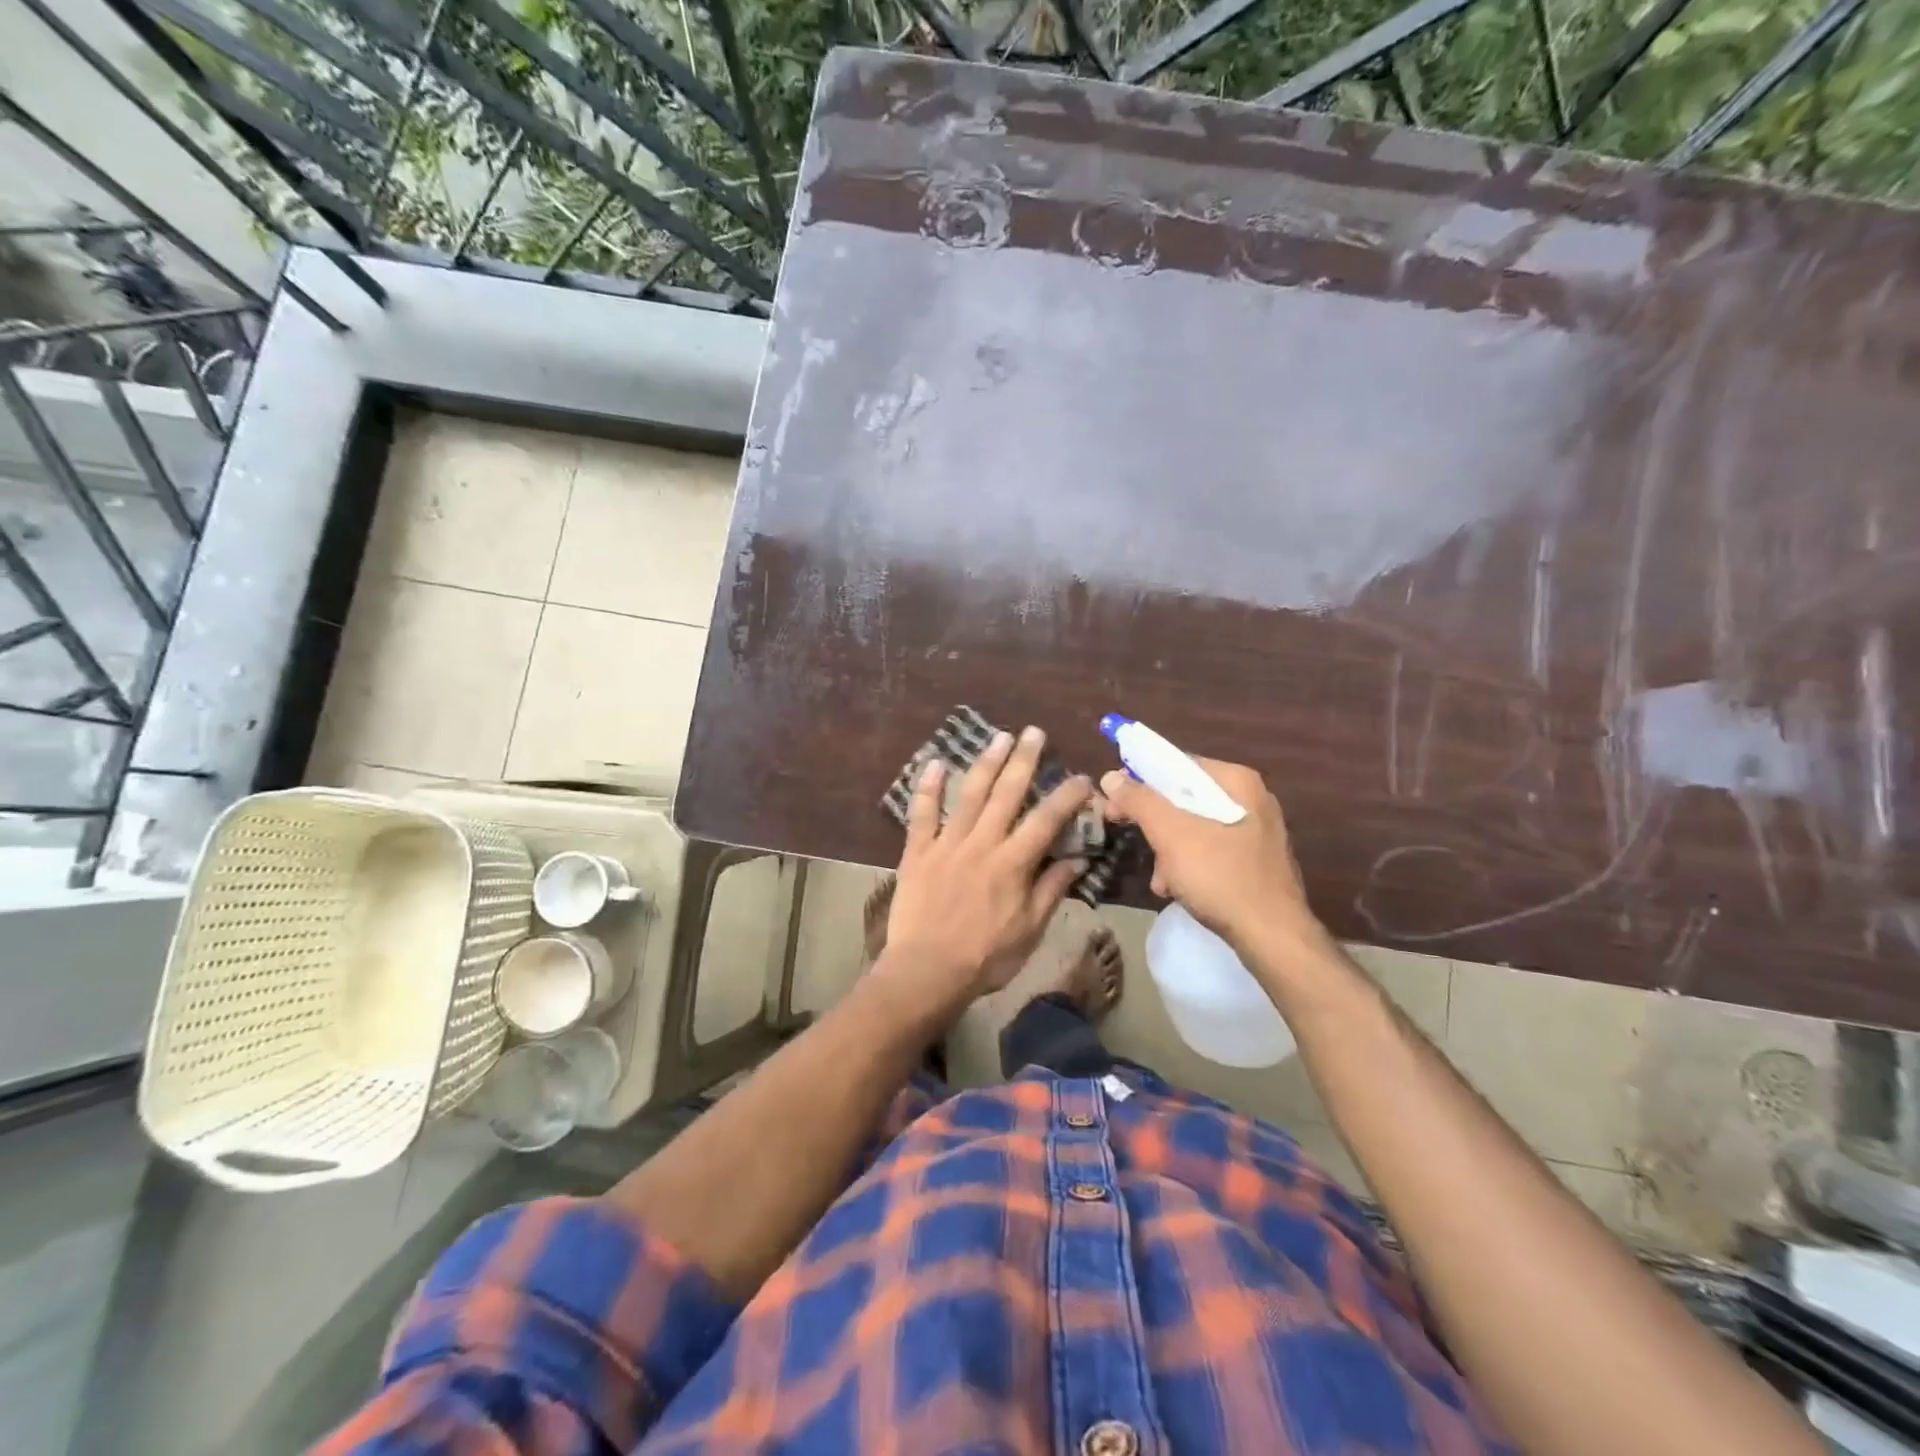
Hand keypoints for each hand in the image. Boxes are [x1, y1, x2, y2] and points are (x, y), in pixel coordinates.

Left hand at [880, 727, 1092, 1008]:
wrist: (926, 972)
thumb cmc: (985, 957)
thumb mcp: (1030, 930)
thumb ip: (1052, 890)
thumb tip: (1077, 859)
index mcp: (1012, 864)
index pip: (1046, 821)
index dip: (1066, 796)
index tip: (1081, 777)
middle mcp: (982, 844)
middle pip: (1006, 794)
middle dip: (1023, 760)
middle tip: (1034, 732)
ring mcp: (946, 844)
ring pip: (969, 795)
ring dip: (985, 763)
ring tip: (999, 736)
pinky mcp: (917, 852)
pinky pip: (921, 814)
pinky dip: (928, 788)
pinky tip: (936, 763)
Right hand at [1100, 758, 1318, 947]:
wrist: (1273, 938)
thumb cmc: (1221, 877)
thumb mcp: (1172, 834)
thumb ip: (1139, 801)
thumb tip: (1111, 776)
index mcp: (1237, 782)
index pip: (1178, 765)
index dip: (1140, 781)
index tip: (1114, 802)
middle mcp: (1251, 799)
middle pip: (1185, 798)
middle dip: (1155, 823)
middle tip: (1131, 838)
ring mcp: (1257, 832)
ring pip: (1195, 827)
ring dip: (1168, 850)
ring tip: (1160, 879)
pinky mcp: (1256, 862)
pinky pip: (1211, 851)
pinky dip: (1189, 865)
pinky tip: (1176, 889)